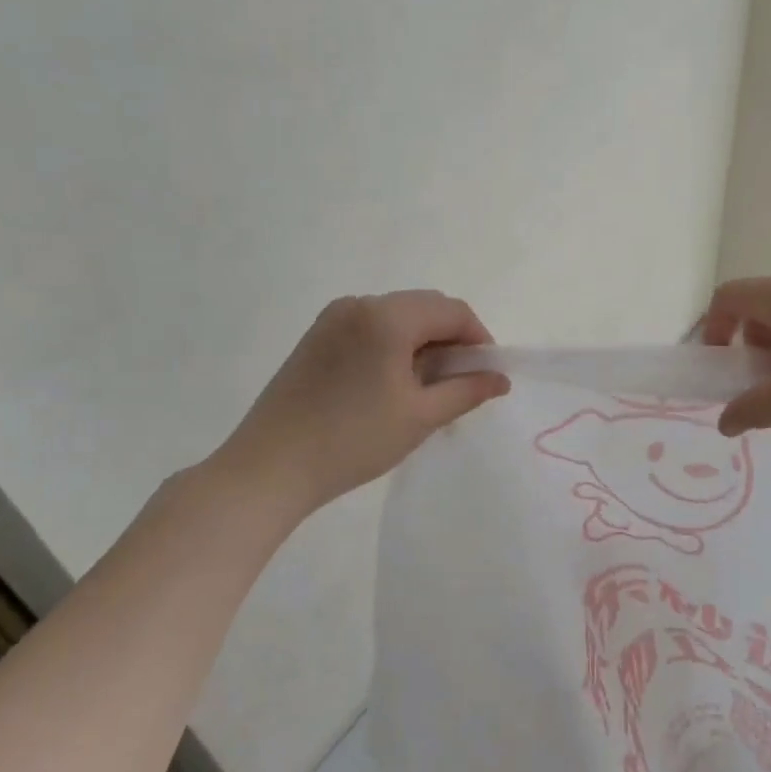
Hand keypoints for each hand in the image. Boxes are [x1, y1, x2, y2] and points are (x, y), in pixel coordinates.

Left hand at [214, 291, 509, 511]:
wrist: (270, 467)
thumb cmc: (353, 440)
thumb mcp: (420, 416)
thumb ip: (466, 390)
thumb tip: (500, 379)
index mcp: (387, 317)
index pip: (452, 311)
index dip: (479, 339)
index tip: (487, 375)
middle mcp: (359, 304)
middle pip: (425, 307)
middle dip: (452, 339)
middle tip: (461, 383)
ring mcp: (333, 318)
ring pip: (398, 317)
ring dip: (423, 343)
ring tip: (427, 387)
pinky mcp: (316, 337)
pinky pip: (371, 328)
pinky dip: (394, 346)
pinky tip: (392, 384)